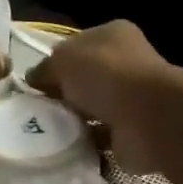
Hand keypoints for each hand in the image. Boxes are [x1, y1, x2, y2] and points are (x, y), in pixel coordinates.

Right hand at [27, 21, 178, 173]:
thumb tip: (34, 79)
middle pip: (85, 80)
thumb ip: (45, 68)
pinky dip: (86, 143)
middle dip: (63, 95)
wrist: (148, 119)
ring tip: (48, 132)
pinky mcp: (132, 131)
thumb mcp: (64, 60)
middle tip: (36, 111)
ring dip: (73, 121)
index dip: (54, 63)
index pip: (77, 46)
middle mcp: (126, 64)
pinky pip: (101, 137)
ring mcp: (132, 99)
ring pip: (93, 109)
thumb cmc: (106, 75)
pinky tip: (67, 148)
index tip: (34, 84)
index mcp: (113, 35)